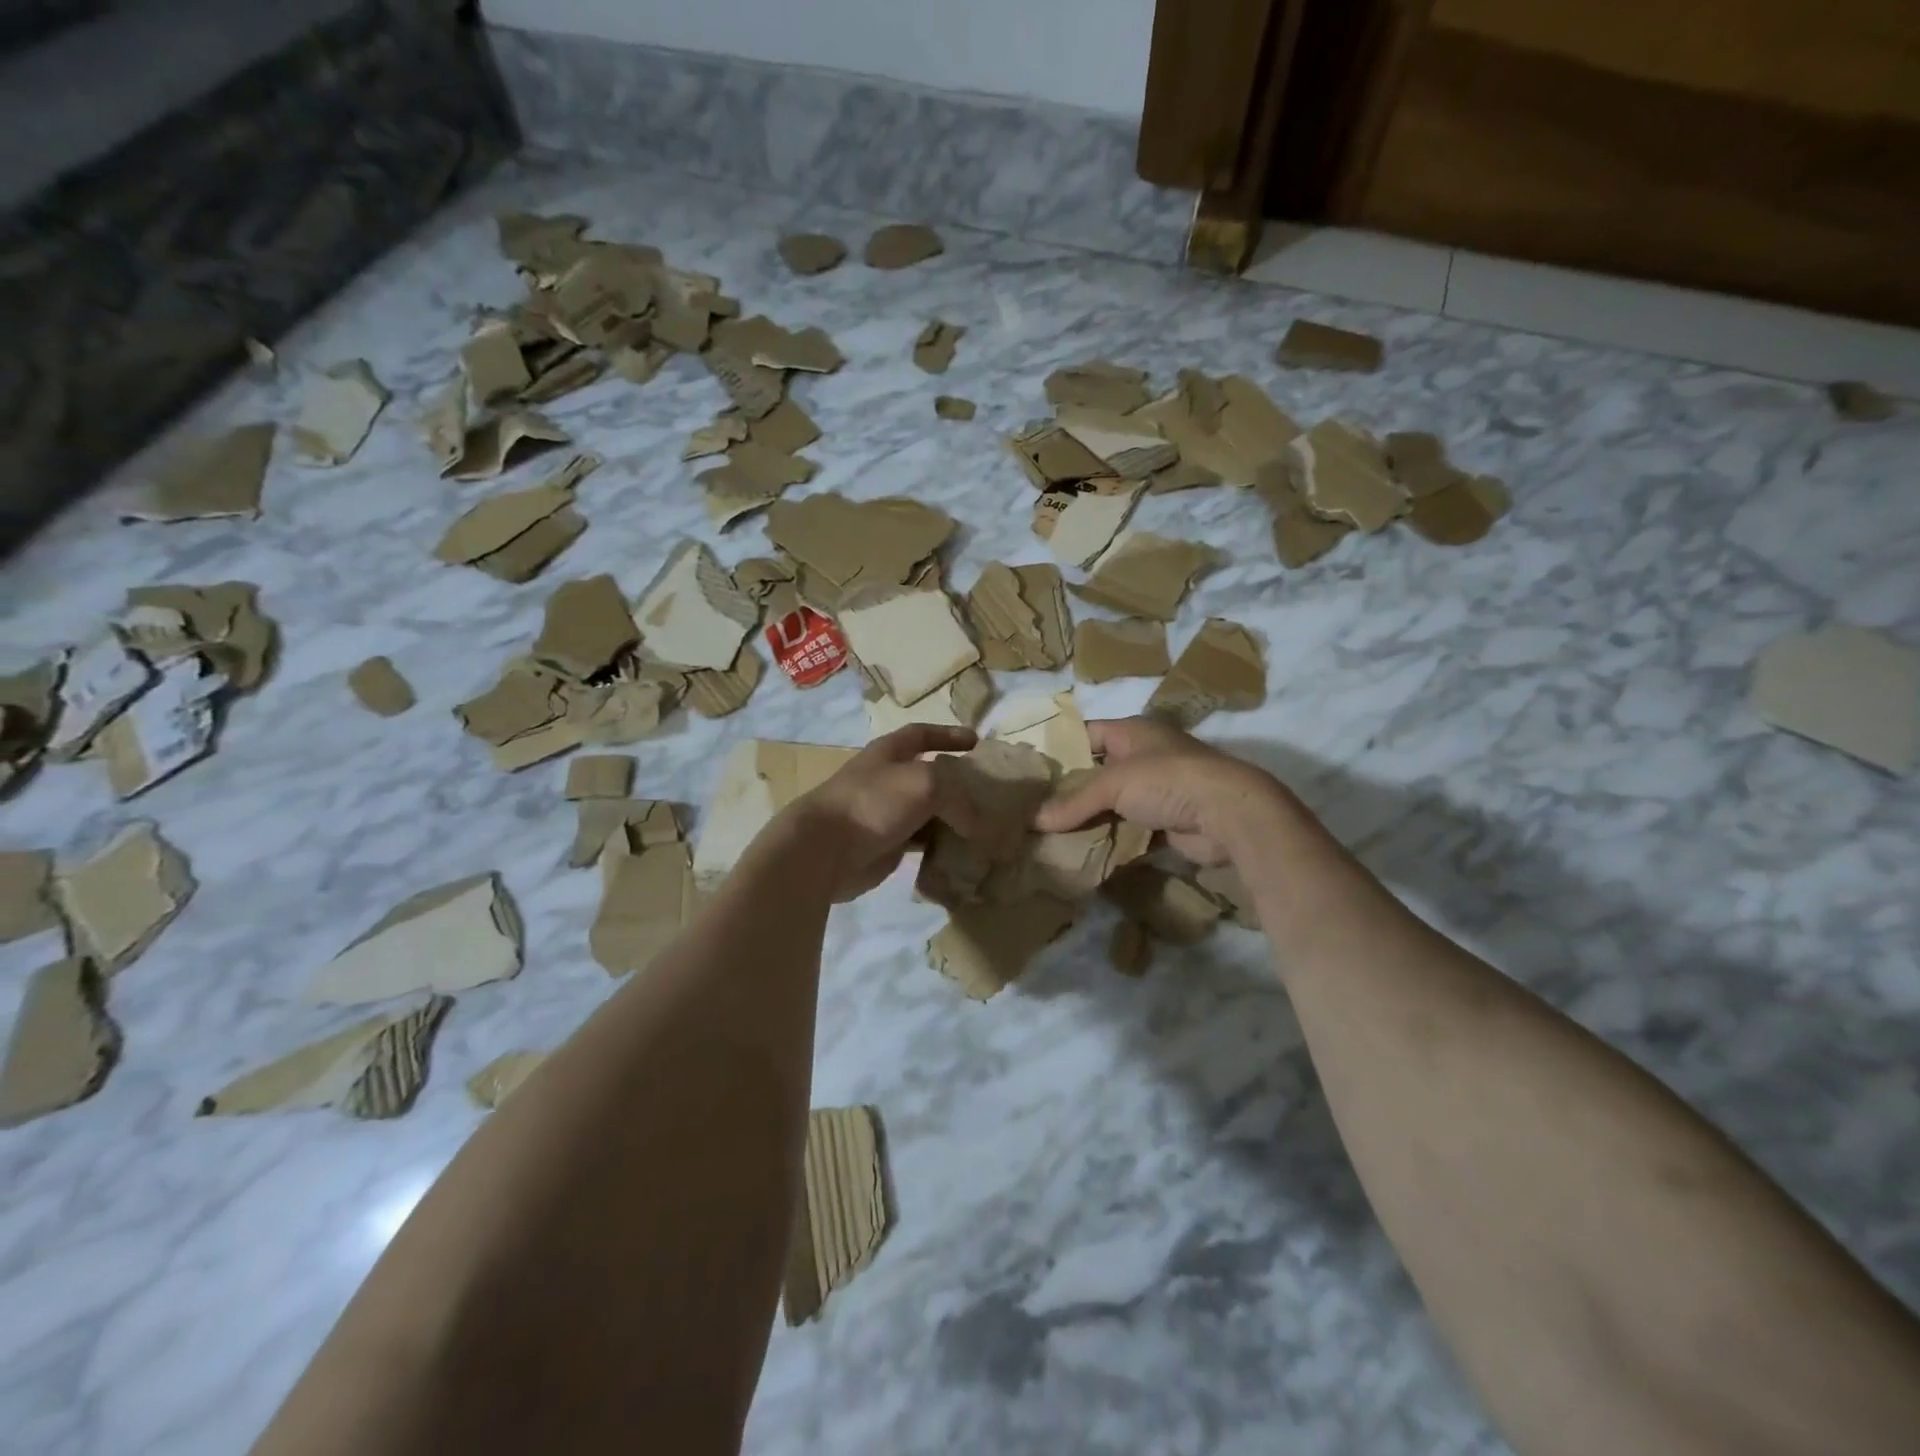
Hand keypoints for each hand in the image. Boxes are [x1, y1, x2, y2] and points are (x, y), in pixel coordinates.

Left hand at [783, 725, 985, 901]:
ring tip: (985, 825)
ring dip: (953, 817)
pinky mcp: (887, 845)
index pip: (922, 734)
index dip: (948, 734)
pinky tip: (963, 851)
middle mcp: (888, 779)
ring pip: (928, 811)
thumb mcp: (926, 783)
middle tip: (990, 793)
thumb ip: (958, 796)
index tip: (976, 742)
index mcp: (890, 752)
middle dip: (958, 782)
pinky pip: (922, 841)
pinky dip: (942, 844)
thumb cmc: (874, 802)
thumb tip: (976, 825)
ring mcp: (886, 813)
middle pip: (930, 775)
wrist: (825, 849)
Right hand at [1034, 717, 1282, 865]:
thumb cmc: (1167, 780)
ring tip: (1049, 835)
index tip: (1030, 773)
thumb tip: (1033, 821)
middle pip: (1097, 772)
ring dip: (1088, 819)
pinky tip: (1082, 850)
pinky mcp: (1166, 821)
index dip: (1059, 750)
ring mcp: (1156, 790)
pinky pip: (1128, 827)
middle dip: (1070, 791)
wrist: (1227, 814)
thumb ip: (1074, 802)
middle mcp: (1144, 756)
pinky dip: (1109, 837)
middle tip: (1033, 810)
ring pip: (1112, 803)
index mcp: (1132, 732)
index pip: (1085, 735)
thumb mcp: (1113, 784)